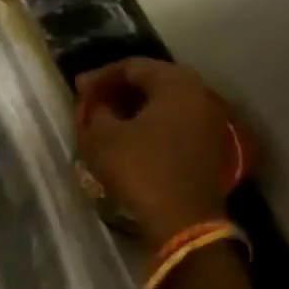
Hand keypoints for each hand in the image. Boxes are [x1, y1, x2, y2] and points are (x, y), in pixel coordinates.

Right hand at [74, 58, 251, 249]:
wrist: (183, 221)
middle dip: (118, 92)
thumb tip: (97, 106)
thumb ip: (95, 112)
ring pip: (165, 105)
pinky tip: (130, 140)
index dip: (100, 77)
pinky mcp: (210, 148)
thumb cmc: (141, 170)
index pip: (132, 67)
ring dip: (134, 110)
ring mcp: (211, 122)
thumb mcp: (102, 138)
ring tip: (107, 122)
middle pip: (152, 83)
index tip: (78, 91)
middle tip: (91, 103)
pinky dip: (151, 126)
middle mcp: (201, 94)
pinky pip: (175, 125)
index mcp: (177, 83)